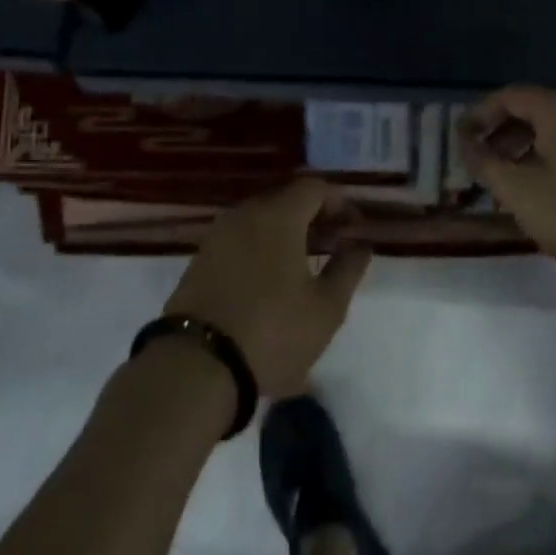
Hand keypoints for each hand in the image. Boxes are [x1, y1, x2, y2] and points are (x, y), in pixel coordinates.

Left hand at [162, 177, 372, 397]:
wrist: (195, 367)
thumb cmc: (272, 332)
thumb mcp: (326, 307)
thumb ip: (349, 267)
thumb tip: (359, 242)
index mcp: (278, 216)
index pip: (315, 187)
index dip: (340, 204)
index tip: (353, 231)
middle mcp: (244, 214)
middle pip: (286, 199)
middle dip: (314, 218)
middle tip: (334, 248)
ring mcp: (217, 236)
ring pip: (261, 220)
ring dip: (287, 234)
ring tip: (304, 268)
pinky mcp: (200, 259)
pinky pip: (240, 239)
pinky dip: (261, 247)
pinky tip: (271, 281)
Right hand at [458, 86, 555, 287]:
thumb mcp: (521, 193)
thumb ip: (486, 164)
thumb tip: (465, 143)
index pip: (509, 96)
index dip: (478, 115)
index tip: (460, 142)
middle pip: (534, 109)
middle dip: (501, 133)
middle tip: (481, 163)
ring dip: (525, 147)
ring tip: (508, 181)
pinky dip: (551, 157)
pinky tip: (545, 189)